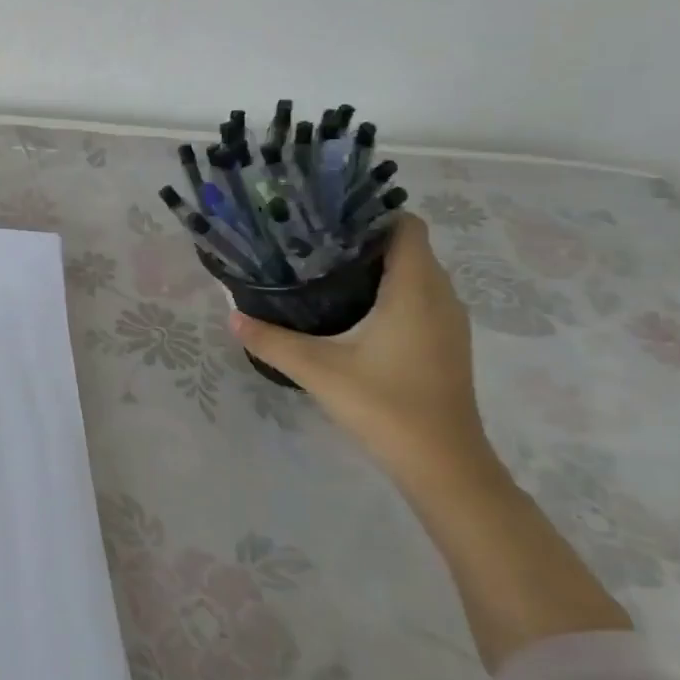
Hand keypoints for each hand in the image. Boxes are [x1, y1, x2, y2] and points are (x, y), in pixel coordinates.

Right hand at [230, 216, 499, 495]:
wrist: (442, 464)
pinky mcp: (444, 343)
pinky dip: (389, 291)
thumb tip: (231, 316)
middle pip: (409, 247)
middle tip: (311, 243)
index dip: (371, 215)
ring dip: (377, 267)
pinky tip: (350, 310)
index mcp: (415, 291)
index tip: (327, 219)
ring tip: (323, 272)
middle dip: (364, 239)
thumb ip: (270, 340)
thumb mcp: (316, 370)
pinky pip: (419, 297)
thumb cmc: (384, 406)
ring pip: (415, 274)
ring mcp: (447, 322)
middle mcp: (440, 297)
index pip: (407, 227)